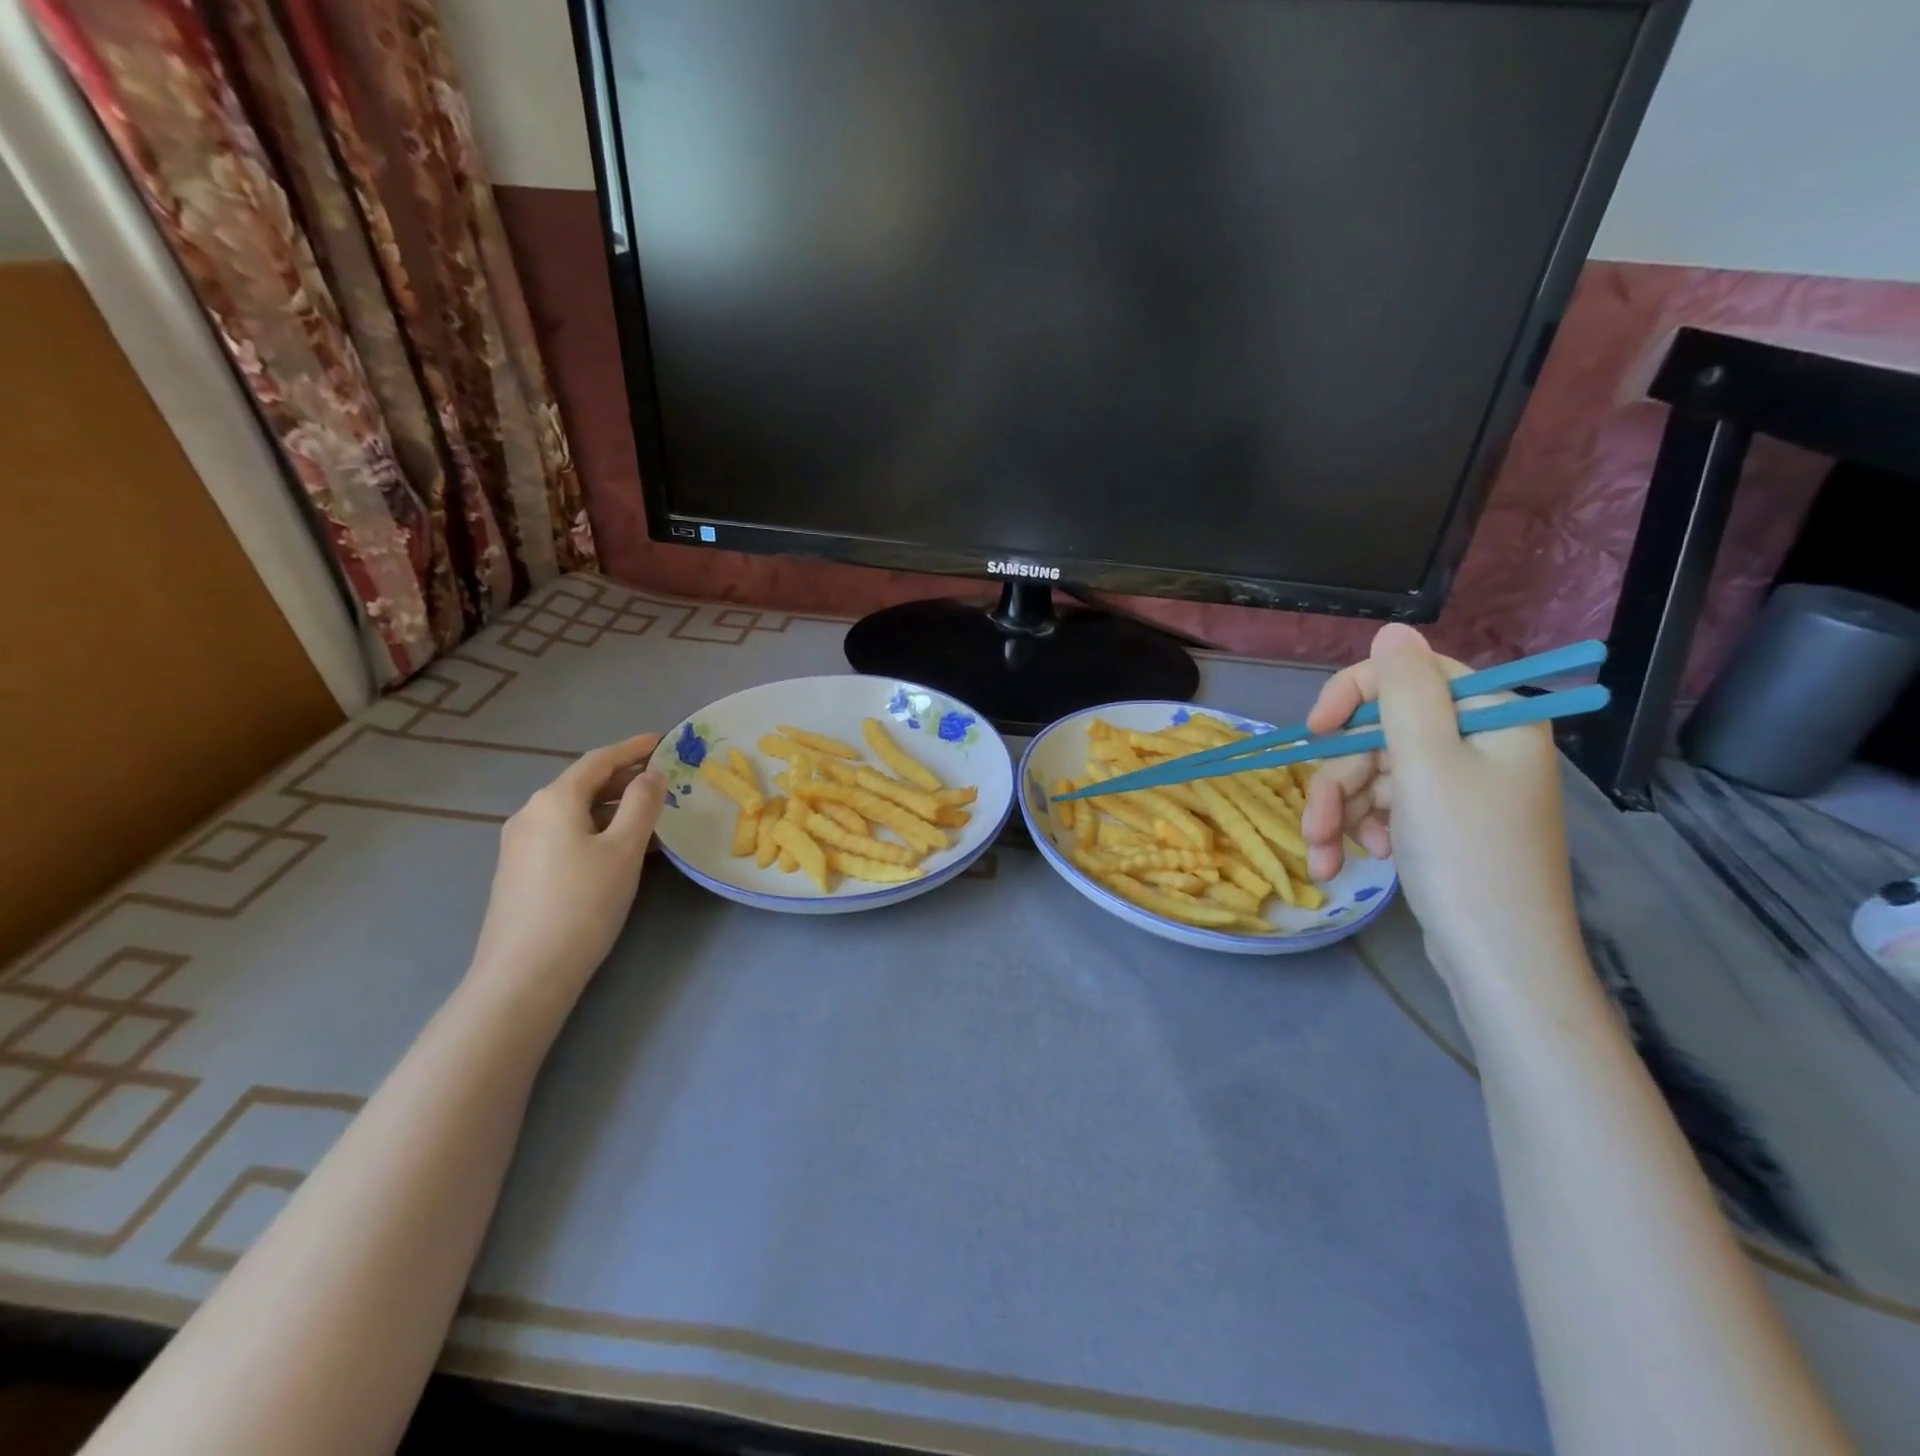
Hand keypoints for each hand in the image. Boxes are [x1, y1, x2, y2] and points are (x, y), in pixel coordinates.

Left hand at [468, 733, 666, 1011]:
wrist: (525, 973)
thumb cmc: (583, 903)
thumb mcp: (624, 850)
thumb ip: (641, 805)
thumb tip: (651, 775)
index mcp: (554, 800)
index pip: (598, 761)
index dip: (632, 749)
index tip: (661, 741)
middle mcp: (530, 814)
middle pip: (582, 785)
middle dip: (622, 779)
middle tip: (661, 780)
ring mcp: (519, 845)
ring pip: (573, 813)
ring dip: (611, 808)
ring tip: (647, 817)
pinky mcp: (519, 872)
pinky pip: (563, 835)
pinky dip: (594, 830)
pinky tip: (616, 850)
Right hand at [1301, 625, 1582, 979]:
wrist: (1498, 961)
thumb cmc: (1466, 856)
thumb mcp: (1426, 764)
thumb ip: (1403, 692)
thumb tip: (1391, 631)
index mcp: (1491, 718)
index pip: (1408, 676)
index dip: (1351, 697)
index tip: (1314, 733)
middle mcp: (1479, 744)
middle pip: (1380, 734)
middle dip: (1339, 781)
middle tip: (1318, 825)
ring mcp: (1460, 786)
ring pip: (1373, 774)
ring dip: (1339, 813)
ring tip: (1326, 857)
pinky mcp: (1442, 823)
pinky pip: (1385, 806)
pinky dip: (1360, 830)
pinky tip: (1353, 861)